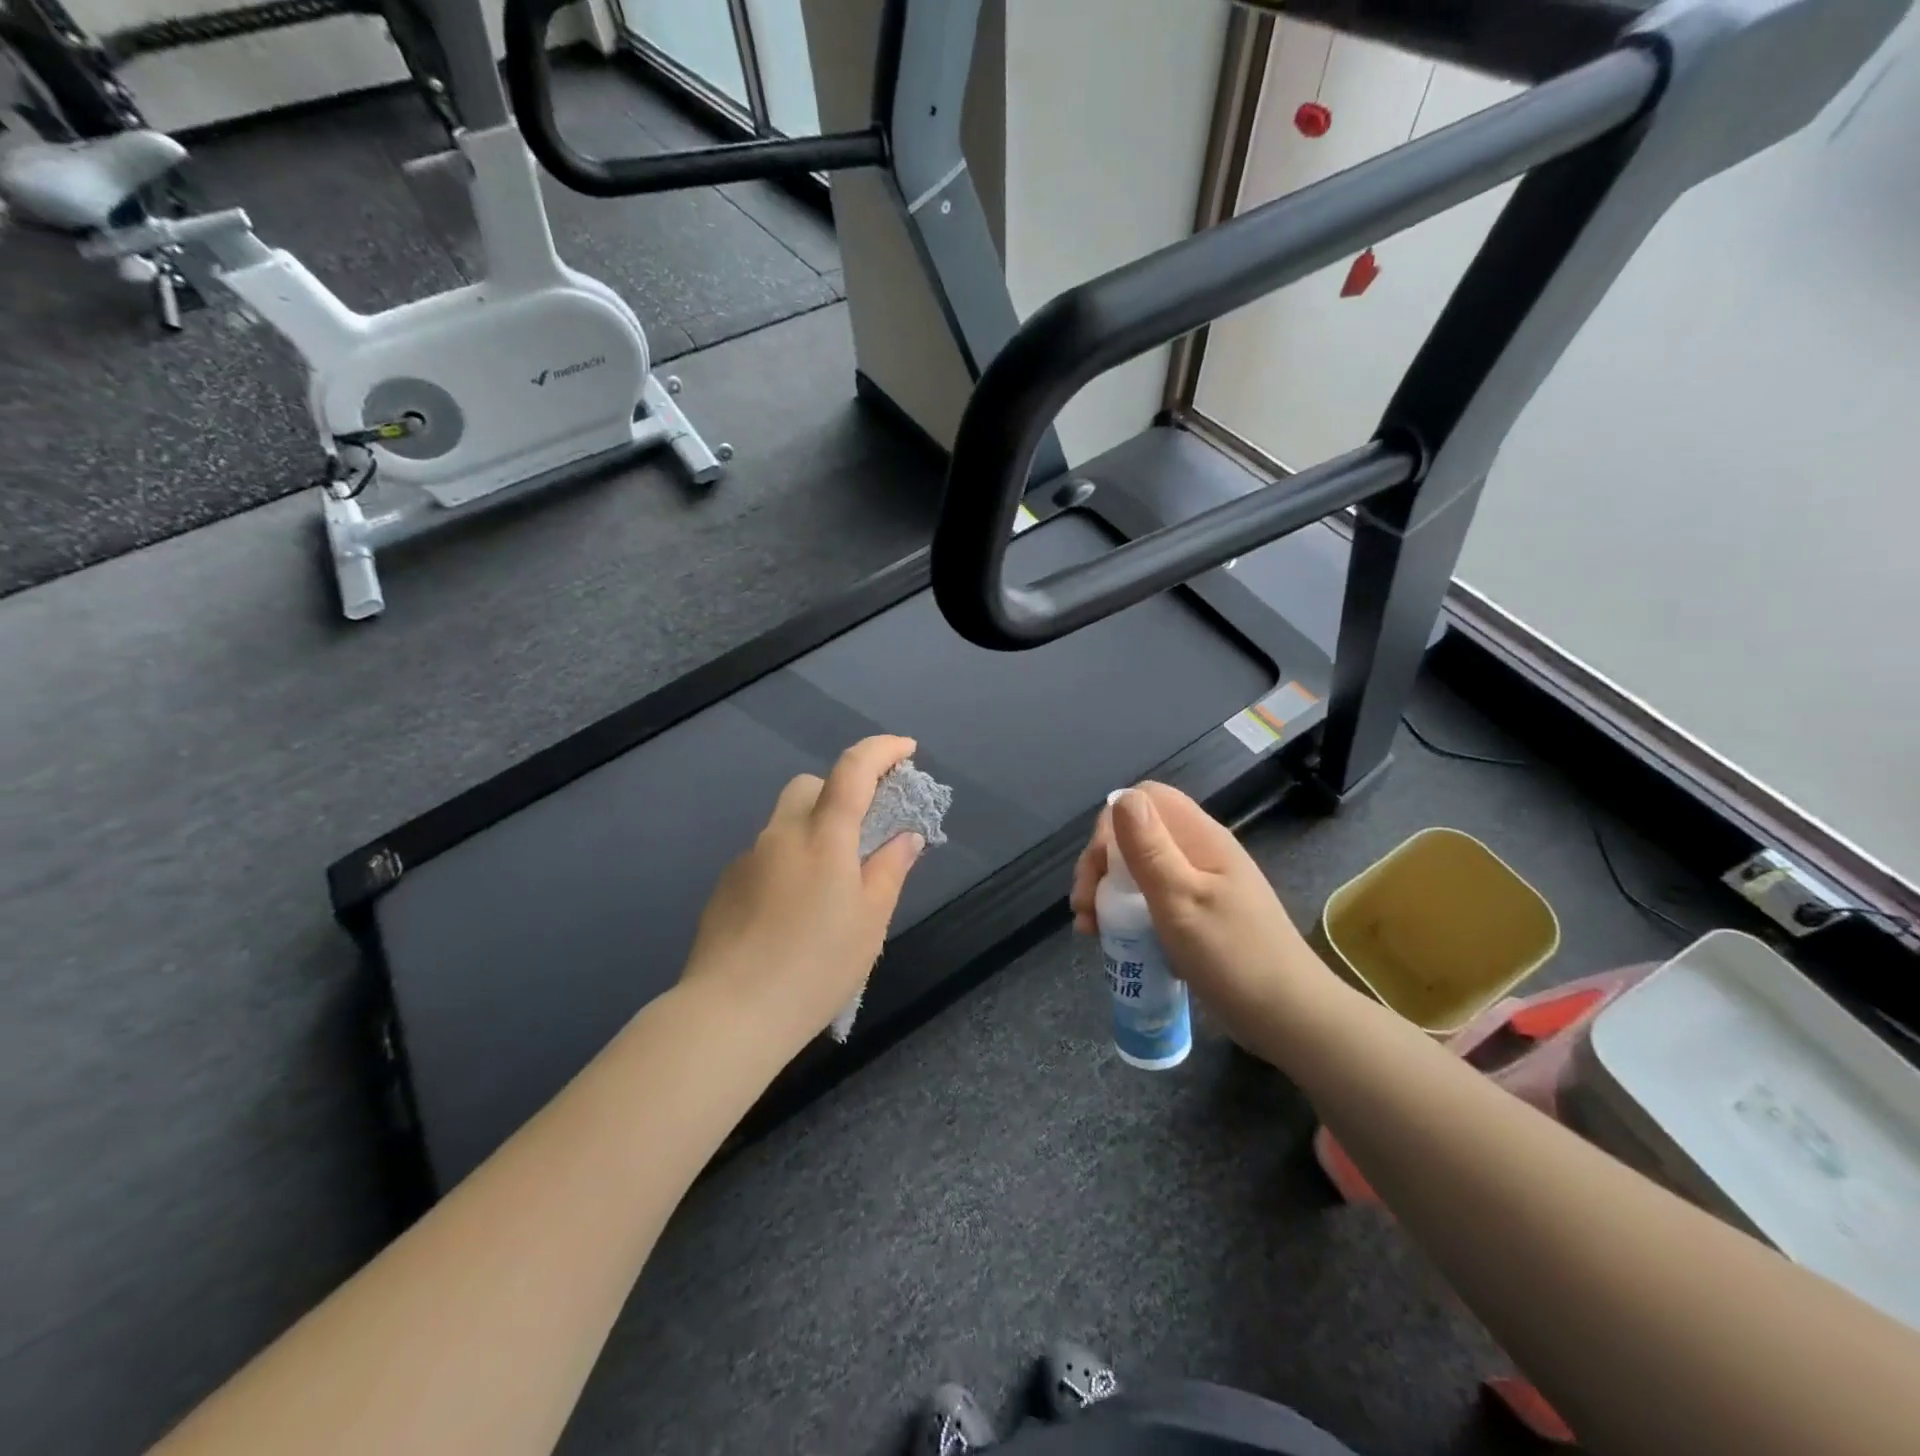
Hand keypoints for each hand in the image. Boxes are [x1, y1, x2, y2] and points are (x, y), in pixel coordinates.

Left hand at [680, 736, 926, 1056]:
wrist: (730, 1013)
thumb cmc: (815, 966)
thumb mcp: (870, 922)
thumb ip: (890, 870)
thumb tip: (905, 837)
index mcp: (822, 836)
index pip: (853, 769)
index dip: (882, 750)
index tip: (907, 750)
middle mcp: (780, 835)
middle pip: (810, 786)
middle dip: (841, 792)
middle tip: (864, 833)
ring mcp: (746, 859)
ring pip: (785, 823)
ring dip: (813, 832)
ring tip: (830, 888)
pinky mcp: (725, 886)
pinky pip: (766, 856)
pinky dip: (788, 863)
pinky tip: (793, 914)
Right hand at [1070, 783, 1336, 1051]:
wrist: (1290, 1019)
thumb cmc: (1233, 957)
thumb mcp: (1181, 900)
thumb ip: (1150, 848)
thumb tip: (1122, 796)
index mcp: (1201, 838)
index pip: (1147, 798)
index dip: (1112, 823)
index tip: (1098, 868)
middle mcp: (1200, 852)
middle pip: (1137, 833)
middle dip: (1101, 863)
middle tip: (1084, 906)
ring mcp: (1200, 884)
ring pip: (1140, 867)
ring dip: (1107, 890)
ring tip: (1090, 928)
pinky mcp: (1198, 914)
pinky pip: (1152, 897)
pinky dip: (1126, 912)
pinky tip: (1112, 937)